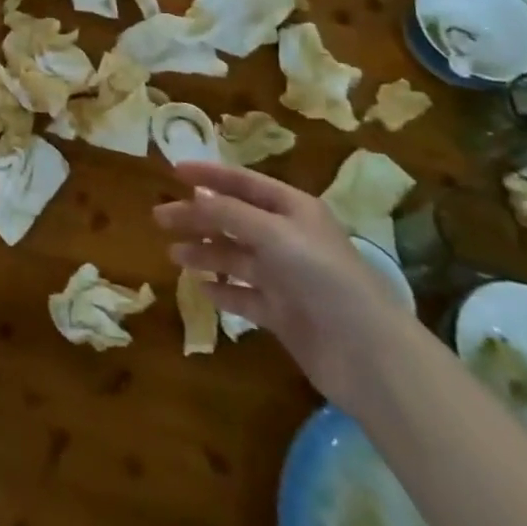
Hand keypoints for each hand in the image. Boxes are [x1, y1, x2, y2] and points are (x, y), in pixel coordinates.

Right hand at [154, 161, 411, 406]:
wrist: (367, 354)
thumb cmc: (321, 276)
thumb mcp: (271, 233)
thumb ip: (228, 213)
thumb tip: (193, 196)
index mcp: (292, 209)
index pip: (244, 183)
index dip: (210, 175)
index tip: (174, 171)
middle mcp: (288, 238)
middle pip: (233, 220)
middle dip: (198, 217)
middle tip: (160, 218)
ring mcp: (286, 278)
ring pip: (236, 257)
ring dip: (205, 253)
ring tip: (174, 255)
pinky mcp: (283, 314)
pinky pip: (245, 295)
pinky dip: (223, 291)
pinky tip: (202, 290)